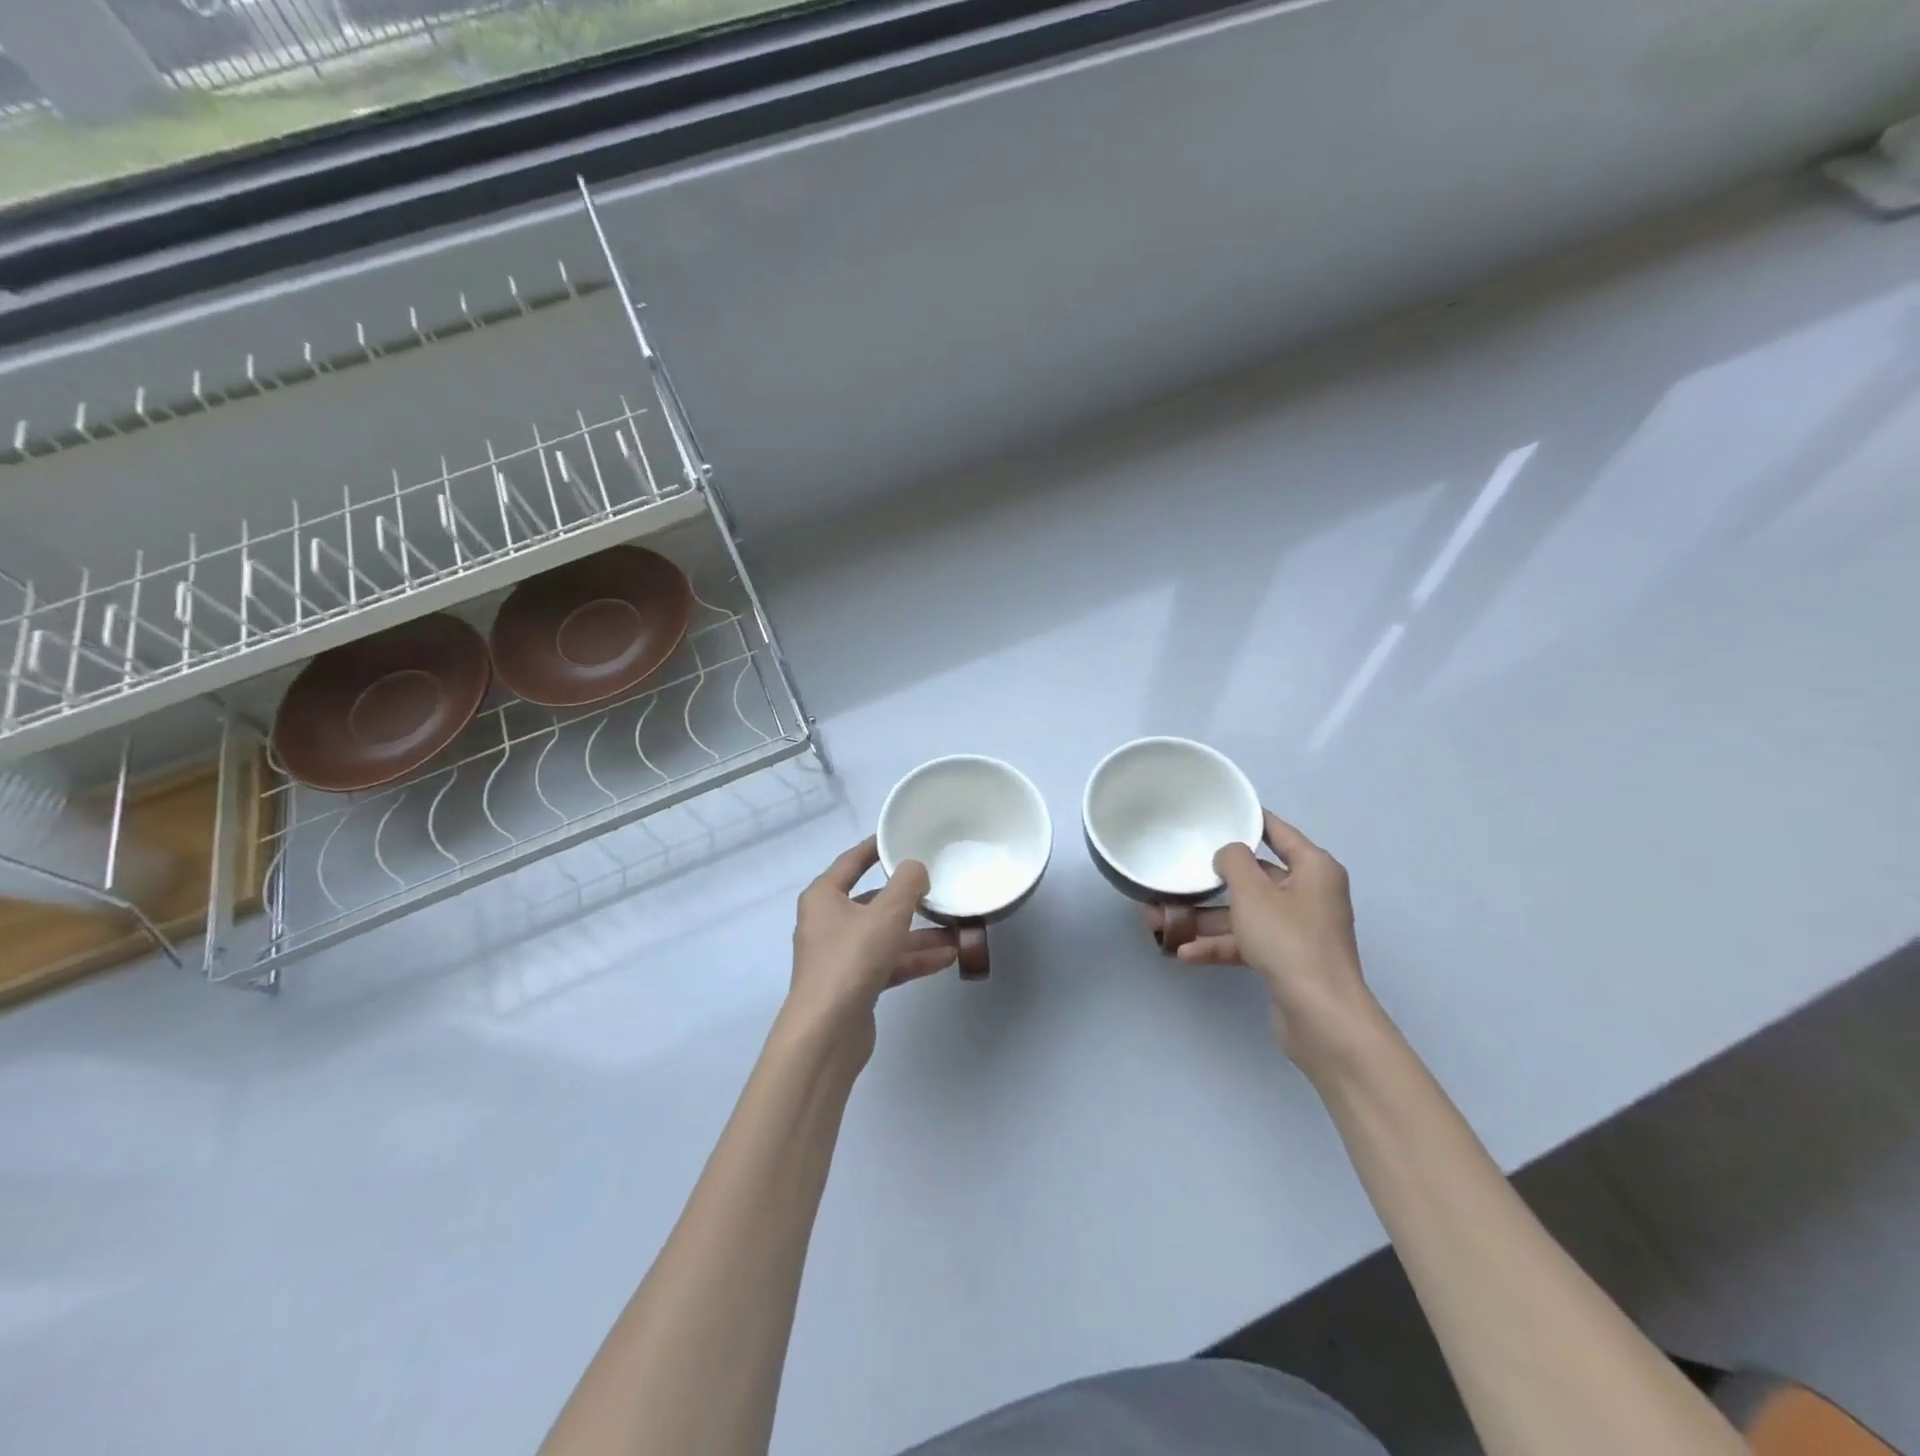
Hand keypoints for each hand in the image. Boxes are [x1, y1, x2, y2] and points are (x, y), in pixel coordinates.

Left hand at [786, 837, 957, 1058]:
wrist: (827, 1032)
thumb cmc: (852, 959)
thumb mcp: (887, 913)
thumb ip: (907, 883)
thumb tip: (915, 869)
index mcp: (824, 897)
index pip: (852, 861)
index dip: (875, 847)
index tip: (900, 836)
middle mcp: (828, 923)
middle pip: (873, 901)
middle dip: (908, 898)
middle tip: (939, 887)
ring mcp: (840, 956)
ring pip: (884, 935)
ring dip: (919, 933)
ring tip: (957, 927)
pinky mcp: (854, 985)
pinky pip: (888, 962)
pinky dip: (913, 959)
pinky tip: (948, 957)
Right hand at [1145, 810, 1379, 1067]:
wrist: (1320, 1015)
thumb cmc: (1288, 941)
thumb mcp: (1253, 892)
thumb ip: (1233, 861)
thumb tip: (1228, 854)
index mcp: (1313, 868)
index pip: (1277, 831)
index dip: (1248, 820)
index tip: (1216, 812)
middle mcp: (1309, 894)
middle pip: (1255, 877)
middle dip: (1212, 881)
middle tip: (1177, 873)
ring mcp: (1298, 929)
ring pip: (1245, 913)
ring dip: (1206, 918)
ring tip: (1162, 920)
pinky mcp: (1286, 959)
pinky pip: (1247, 942)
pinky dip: (1220, 945)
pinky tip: (1185, 953)